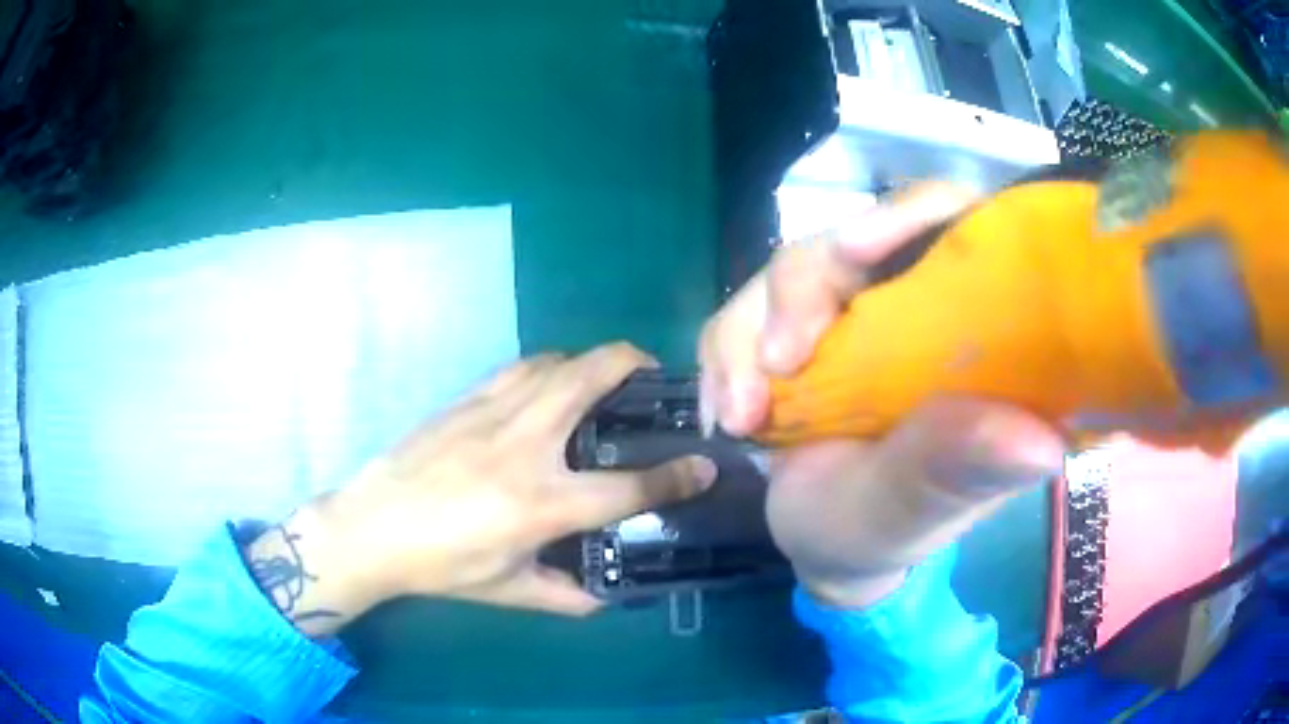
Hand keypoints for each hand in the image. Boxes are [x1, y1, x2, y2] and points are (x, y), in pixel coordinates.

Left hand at [248, 343, 716, 636]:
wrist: (370, 528)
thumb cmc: (440, 566)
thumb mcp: (508, 590)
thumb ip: (566, 595)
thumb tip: (607, 599)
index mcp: (541, 503)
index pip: (628, 487)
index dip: (676, 478)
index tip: (705, 465)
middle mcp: (525, 446)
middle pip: (591, 380)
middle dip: (633, 365)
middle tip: (652, 375)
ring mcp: (492, 414)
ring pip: (555, 361)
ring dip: (589, 361)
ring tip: (603, 377)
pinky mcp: (465, 401)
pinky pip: (518, 368)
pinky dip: (547, 367)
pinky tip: (547, 384)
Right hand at [699, 186, 1065, 607]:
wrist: (823, 545)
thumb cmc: (885, 533)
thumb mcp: (919, 511)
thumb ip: (962, 471)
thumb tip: (1041, 443)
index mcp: (971, 334)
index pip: (957, 226)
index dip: (911, 215)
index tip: (853, 248)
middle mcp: (915, 305)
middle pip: (853, 239)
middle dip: (799, 295)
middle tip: (776, 368)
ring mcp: (852, 314)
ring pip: (789, 271)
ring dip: (746, 337)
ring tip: (739, 418)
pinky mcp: (798, 331)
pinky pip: (743, 311)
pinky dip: (723, 359)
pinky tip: (726, 415)